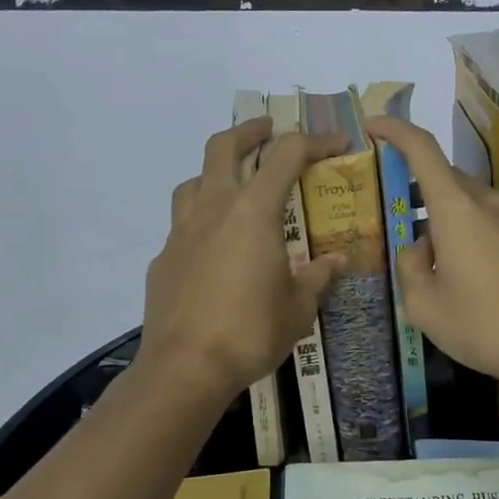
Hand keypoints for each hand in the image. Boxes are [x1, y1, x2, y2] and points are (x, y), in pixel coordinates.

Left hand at [140, 117, 348, 401]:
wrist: (185, 368)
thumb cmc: (250, 332)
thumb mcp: (298, 308)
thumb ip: (317, 277)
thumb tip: (335, 261)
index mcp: (253, 212)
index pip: (286, 156)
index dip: (315, 142)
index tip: (336, 145)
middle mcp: (213, 210)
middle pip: (224, 147)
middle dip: (249, 131)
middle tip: (267, 130)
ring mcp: (181, 232)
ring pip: (193, 181)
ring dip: (216, 172)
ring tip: (234, 186)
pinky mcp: (163, 259)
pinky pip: (182, 225)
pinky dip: (201, 222)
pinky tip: (213, 250)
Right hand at [365, 114, 498, 397]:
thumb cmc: (486, 324)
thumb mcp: (426, 306)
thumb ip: (410, 268)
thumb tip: (418, 249)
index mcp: (456, 208)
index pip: (422, 148)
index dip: (394, 130)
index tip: (370, 127)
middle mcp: (486, 202)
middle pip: (442, 176)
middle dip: (412, 184)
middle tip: (386, 208)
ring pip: (463, 201)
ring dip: (436, 214)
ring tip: (417, 250)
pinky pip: (482, 221)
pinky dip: (459, 230)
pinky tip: (452, 270)